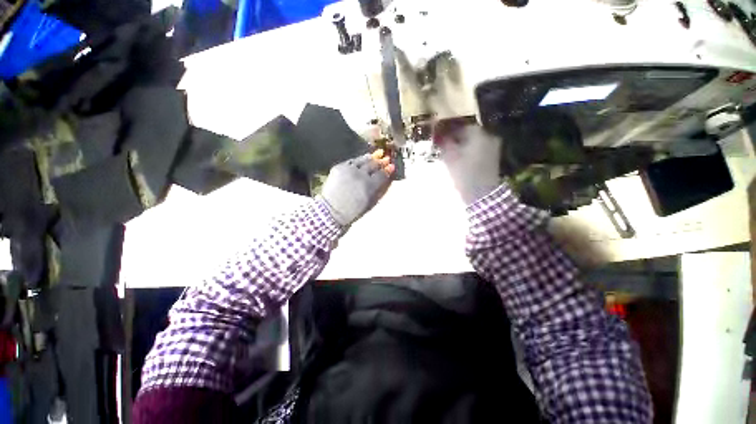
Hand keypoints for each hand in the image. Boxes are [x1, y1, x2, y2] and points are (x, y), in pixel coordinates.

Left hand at [320, 149, 394, 225]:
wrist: (331, 210)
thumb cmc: (353, 211)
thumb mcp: (370, 203)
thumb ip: (379, 190)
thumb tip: (387, 179)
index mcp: (369, 186)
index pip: (382, 174)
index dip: (388, 170)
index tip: (392, 166)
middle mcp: (360, 175)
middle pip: (373, 165)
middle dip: (381, 162)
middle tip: (386, 159)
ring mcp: (349, 169)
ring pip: (363, 160)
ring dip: (371, 158)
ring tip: (377, 155)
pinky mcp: (339, 167)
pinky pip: (352, 161)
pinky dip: (359, 160)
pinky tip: (363, 159)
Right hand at [435, 120, 501, 205]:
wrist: (481, 194)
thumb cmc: (464, 174)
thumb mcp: (450, 157)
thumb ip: (444, 143)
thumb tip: (440, 135)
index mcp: (479, 134)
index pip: (462, 126)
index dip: (449, 130)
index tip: (439, 136)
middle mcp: (489, 137)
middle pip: (469, 134)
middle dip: (456, 138)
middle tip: (443, 145)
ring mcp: (493, 148)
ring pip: (474, 142)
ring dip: (462, 146)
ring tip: (450, 154)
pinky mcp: (493, 159)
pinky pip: (478, 150)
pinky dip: (469, 152)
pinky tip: (460, 160)